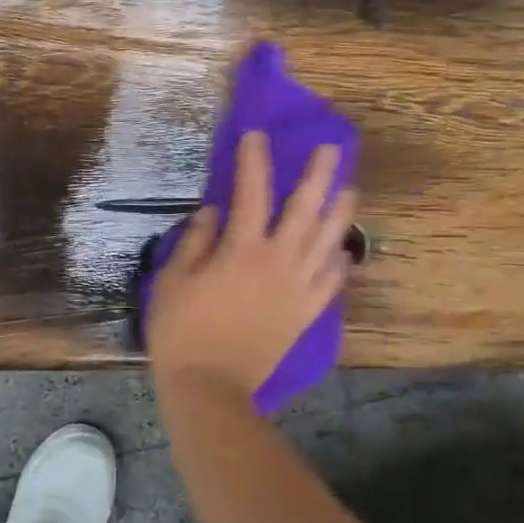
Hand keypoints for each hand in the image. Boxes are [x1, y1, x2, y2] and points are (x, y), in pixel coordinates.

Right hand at [146, 131, 357, 402]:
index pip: (253, 193)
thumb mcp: (173, 280)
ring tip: (349, 189)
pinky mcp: (305, 314)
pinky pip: (330, 283)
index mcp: (242, 250)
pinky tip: (342, 250)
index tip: (257, 135)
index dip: (255, 160)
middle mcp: (278, 261)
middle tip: (331, 148)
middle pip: (305, 210)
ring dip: (339, 212)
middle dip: (318, 175)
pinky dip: (338, 263)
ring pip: (327, 241)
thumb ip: (195, 240)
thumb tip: (214, 211)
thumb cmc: (182, 332)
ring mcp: (298, 288)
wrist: (211, 388)